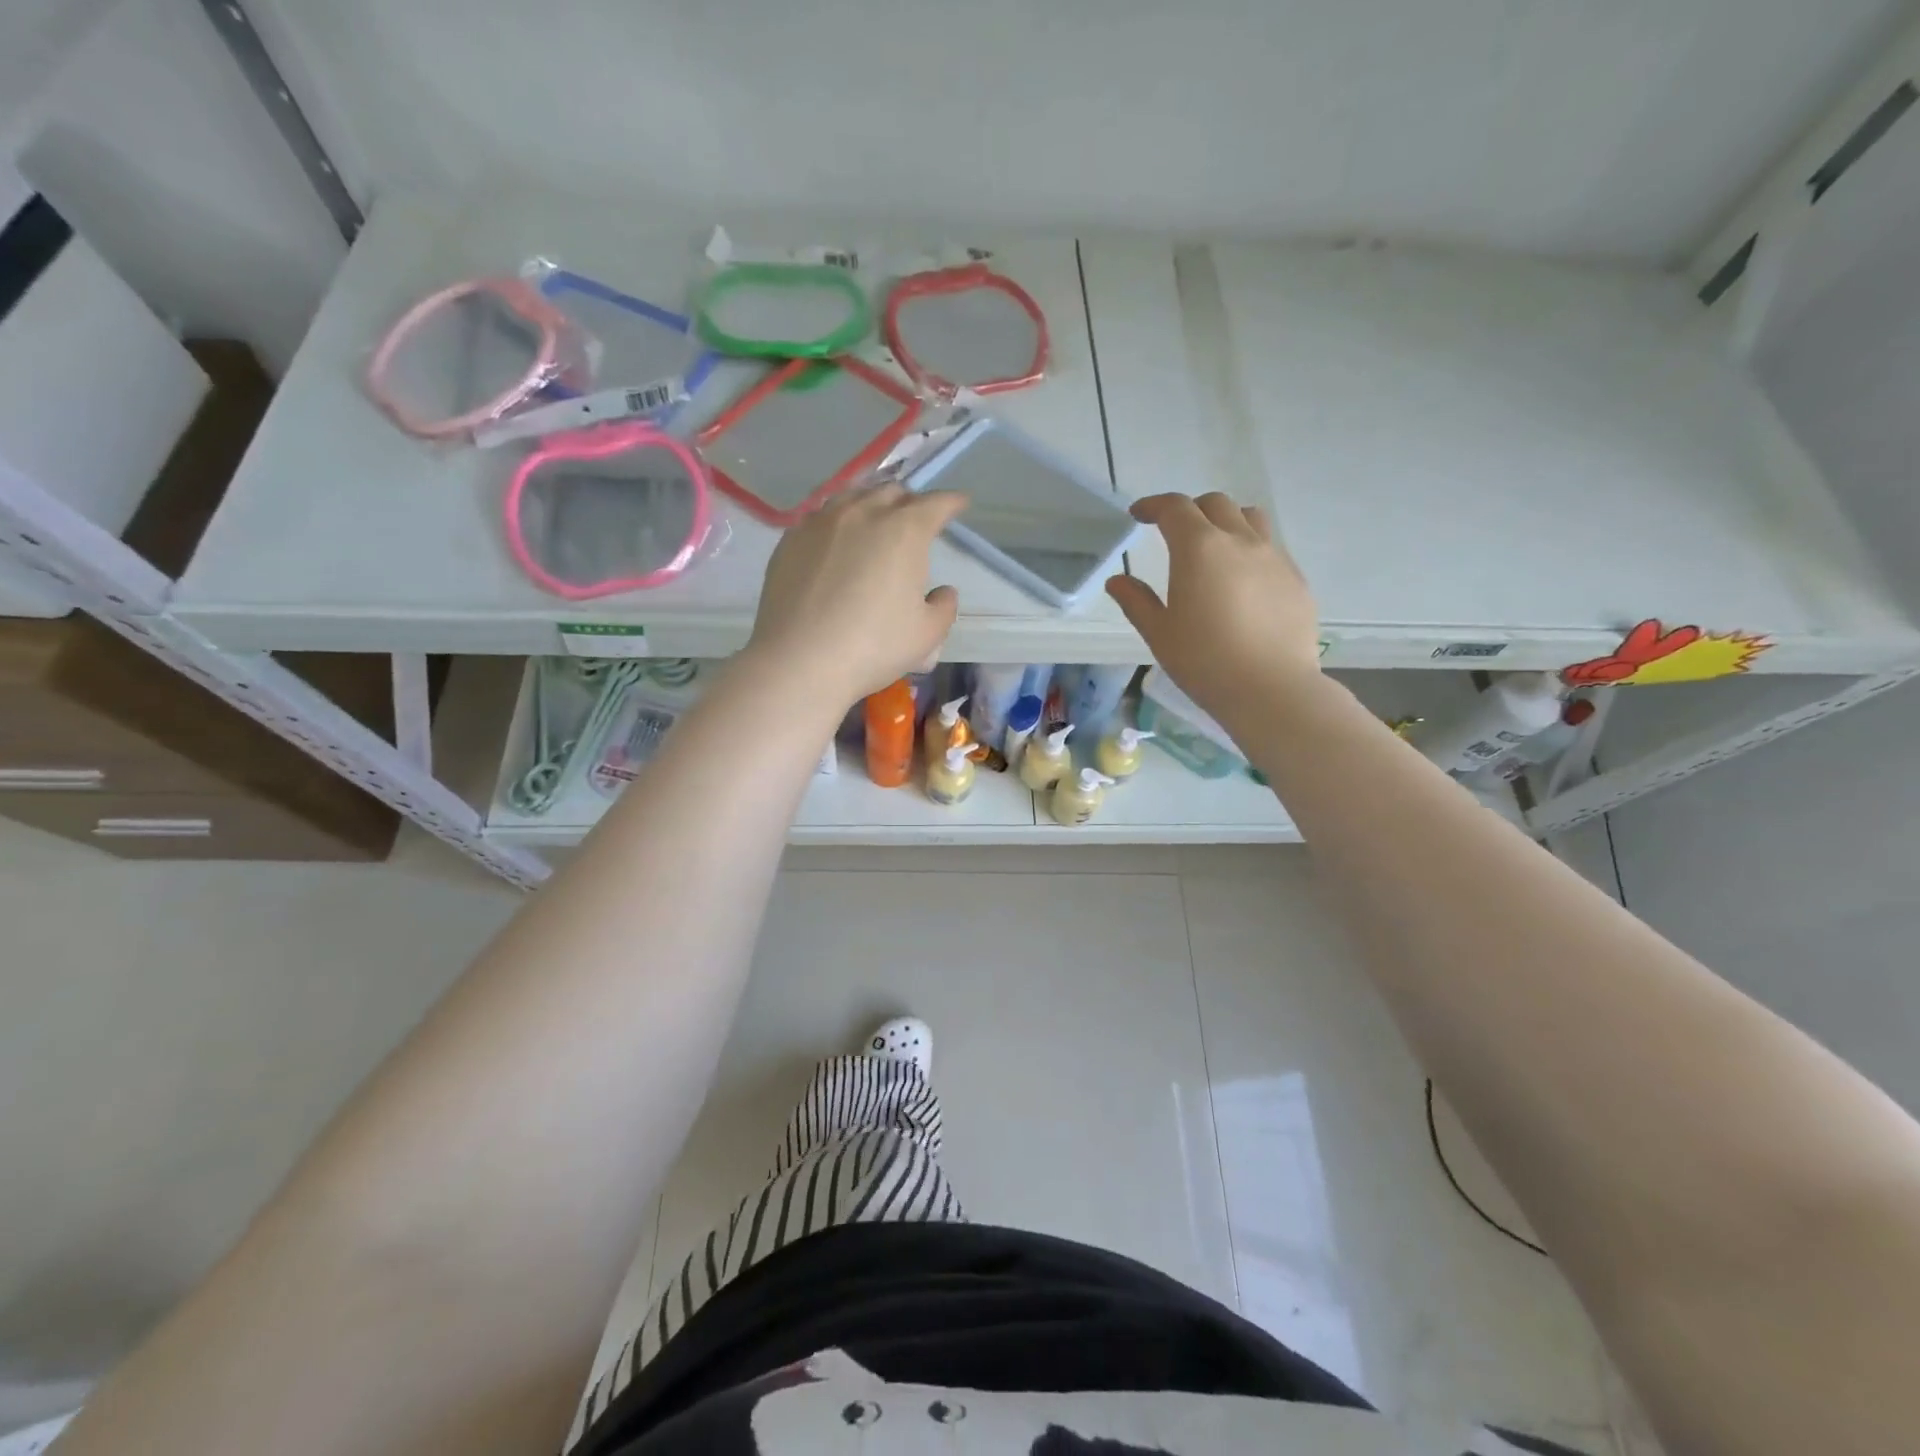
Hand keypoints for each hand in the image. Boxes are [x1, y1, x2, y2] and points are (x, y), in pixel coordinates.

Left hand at [747, 483, 967, 704]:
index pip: (935, 504)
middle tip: (915, 521)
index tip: (959, 504)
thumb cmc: (874, 647)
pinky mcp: (790, 541)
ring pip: (851, 497)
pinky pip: (820, 519)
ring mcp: (820, 523)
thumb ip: (944, 607)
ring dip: (870, 504)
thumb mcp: (927, 634)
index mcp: (904, 530)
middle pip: (891, 492)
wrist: (800, 661)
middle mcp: (862, 514)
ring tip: (874, 522)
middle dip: (909, 502)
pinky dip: (837, 523)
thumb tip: (942, 592)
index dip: (951, 502)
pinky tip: (835, 543)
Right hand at [1106, 492, 1321, 726]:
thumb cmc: (1204, 661)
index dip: (1153, 505)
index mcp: (1199, 549)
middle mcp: (1240, 540)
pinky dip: (1250, 549)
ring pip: (1250, 518)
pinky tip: (1242, 581)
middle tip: (1174, 532)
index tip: (1139, 514)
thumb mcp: (1159, 633)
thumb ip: (1136, 601)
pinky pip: (1271, 548)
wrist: (1271, 689)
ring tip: (1214, 545)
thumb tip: (1117, 581)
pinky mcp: (1295, 579)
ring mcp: (1274, 557)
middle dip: (1190, 510)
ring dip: (1226, 521)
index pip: (1174, 508)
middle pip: (1215, 504)